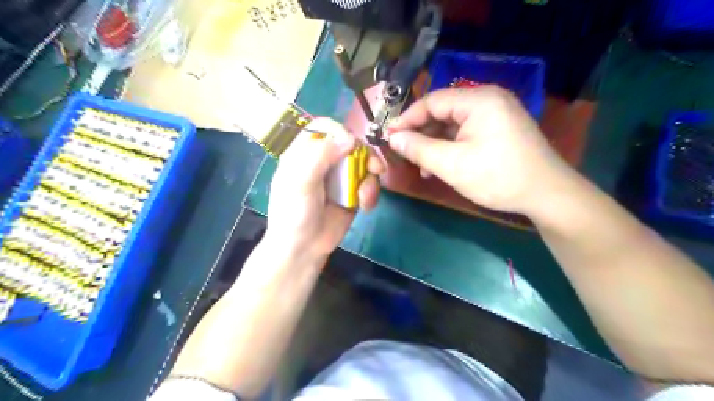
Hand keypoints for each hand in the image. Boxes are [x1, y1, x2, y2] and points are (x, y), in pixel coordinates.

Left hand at [264, 120, 384, 262]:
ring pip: (364, 164)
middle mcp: (325, 161)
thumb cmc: (295, 213)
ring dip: (370, 178)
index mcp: (305, 153)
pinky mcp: (353, 193)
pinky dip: (371, 192)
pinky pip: (369, 183)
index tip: (351, 144)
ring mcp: (340, 177)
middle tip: (374, 168)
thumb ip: (321, 156)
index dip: (339, 131)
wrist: (305, 248)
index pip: (324, 127)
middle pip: (351, 144)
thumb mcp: (301, 182)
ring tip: (364, 196)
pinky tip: (365, 205)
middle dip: (365, 155)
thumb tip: (350, 138)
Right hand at [389, 85, 572, 216]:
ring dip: (434, 144)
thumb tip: (393, 138)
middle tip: (404, 153)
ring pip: (453, 124)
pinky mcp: (499, 129)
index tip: (389, 137)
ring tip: (421, 166)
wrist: (547, 195)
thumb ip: (419, 149)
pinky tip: (440, 166)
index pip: (432, 101)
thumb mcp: (452, 165)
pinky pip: (466, 133)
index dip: (407, 119)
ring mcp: (496, 114)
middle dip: (421, 134)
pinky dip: (450, 147)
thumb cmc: (498, 177)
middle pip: (442, 111)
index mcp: (478, 100)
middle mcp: (488, 100)